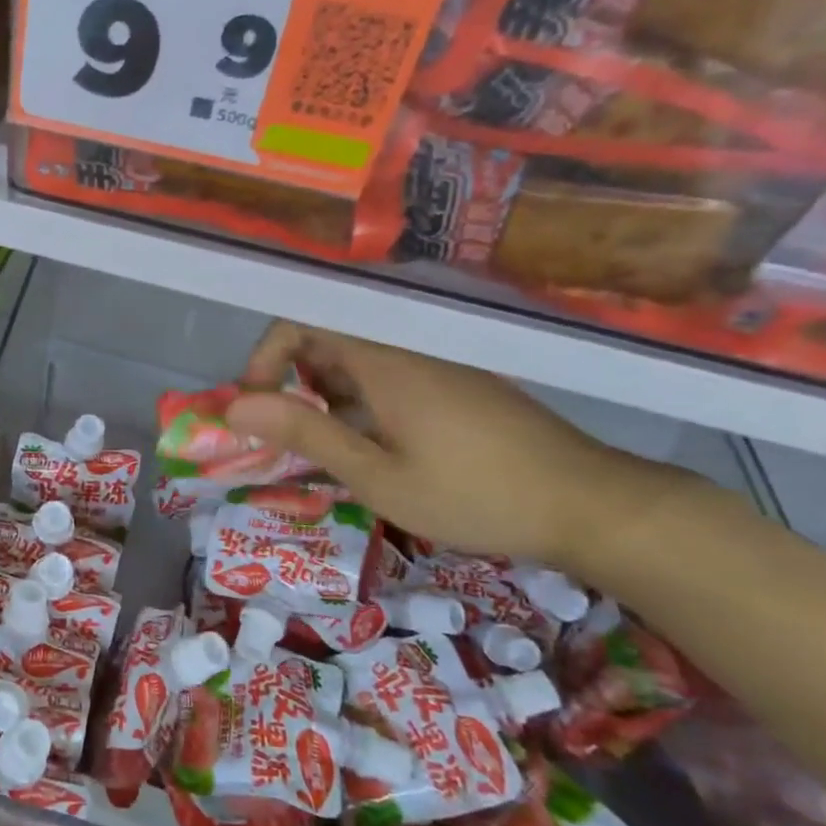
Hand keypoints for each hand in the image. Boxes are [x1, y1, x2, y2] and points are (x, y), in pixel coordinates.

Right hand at [227, 322, 677, 567]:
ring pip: (357, 355)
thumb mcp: (376, 475)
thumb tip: (236, 406)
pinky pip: (389, 371)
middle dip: (290, 378)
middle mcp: (407, 345)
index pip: (301, 320)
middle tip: (287, 434)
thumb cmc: (472, 494)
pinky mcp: (456, 380)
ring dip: (325, 391)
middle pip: (326, 334)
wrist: (590, 506)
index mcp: (384, 358)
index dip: (265, 357)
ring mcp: (437, 361)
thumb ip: (305, 433)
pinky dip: (361, 398)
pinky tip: (375, 445)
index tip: (257, 407)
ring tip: (329, 447)